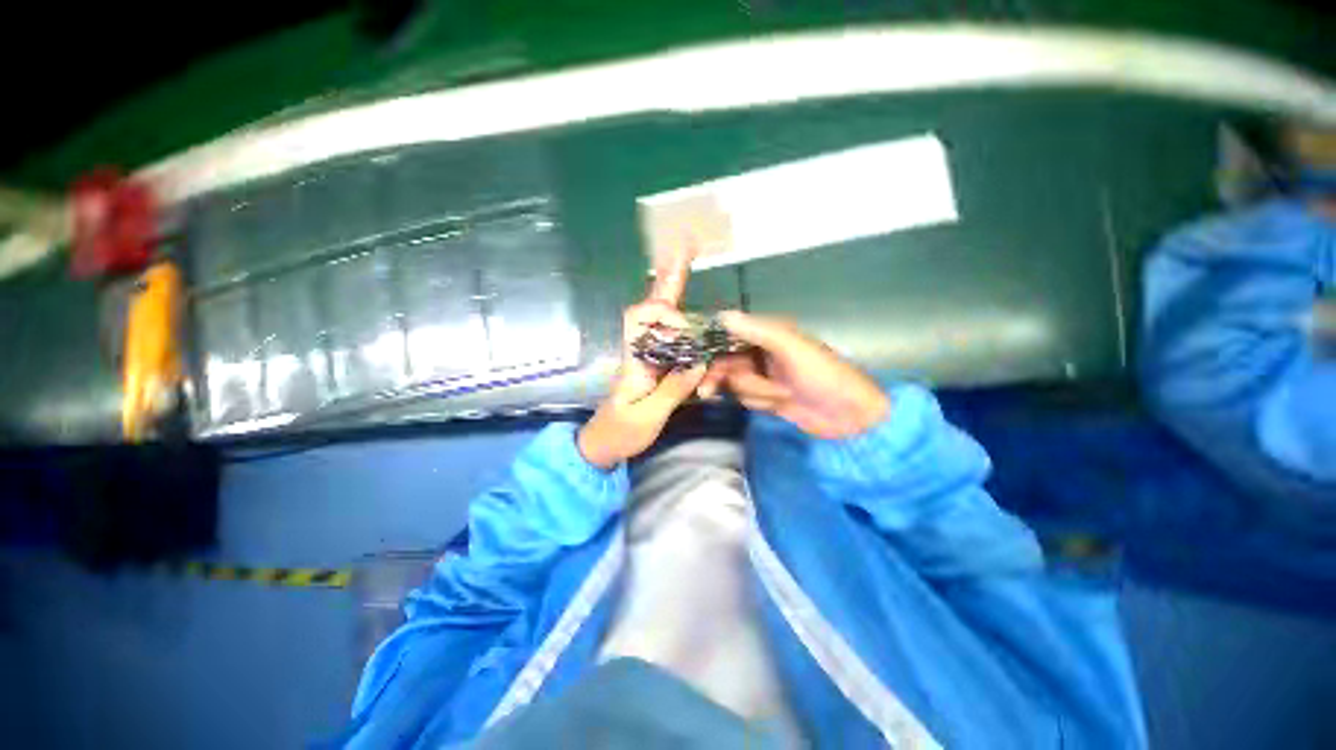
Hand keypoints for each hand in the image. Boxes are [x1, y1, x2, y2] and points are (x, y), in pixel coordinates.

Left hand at [577, 248, 705, 469]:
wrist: (604, 445)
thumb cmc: (620, 432)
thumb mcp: (647, 416)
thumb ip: (672, 389)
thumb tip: (698, 361)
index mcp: (634, 359)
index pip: (640, 317)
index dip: (664, 313)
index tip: (685, 328)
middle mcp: (640, 350)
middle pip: (651, 305)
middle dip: (668, 276)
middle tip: (685, 243)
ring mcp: (647, 355)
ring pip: (659, 315)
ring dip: (673, 285)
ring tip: (685, 254)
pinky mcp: (655, 364)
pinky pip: (669, 335)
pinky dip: (679, 314)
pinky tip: (688, 303)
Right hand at [698, 311, 888, 438]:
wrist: (849, 416)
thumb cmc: (823, 374)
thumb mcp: (791, 348)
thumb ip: (756, 331)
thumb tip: (722, 315)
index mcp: (767, 334)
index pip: (728, 335)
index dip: (709, 346)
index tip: (692, 360)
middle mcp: (761, 352)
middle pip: (725, 361)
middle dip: (722, 376)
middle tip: (706, 391)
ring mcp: (763, 376)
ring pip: (735, 382)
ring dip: (753, 391)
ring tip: (780, 394)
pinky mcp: (766, 397)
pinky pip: (746, 398)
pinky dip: (759, 402)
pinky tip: (778, 403)